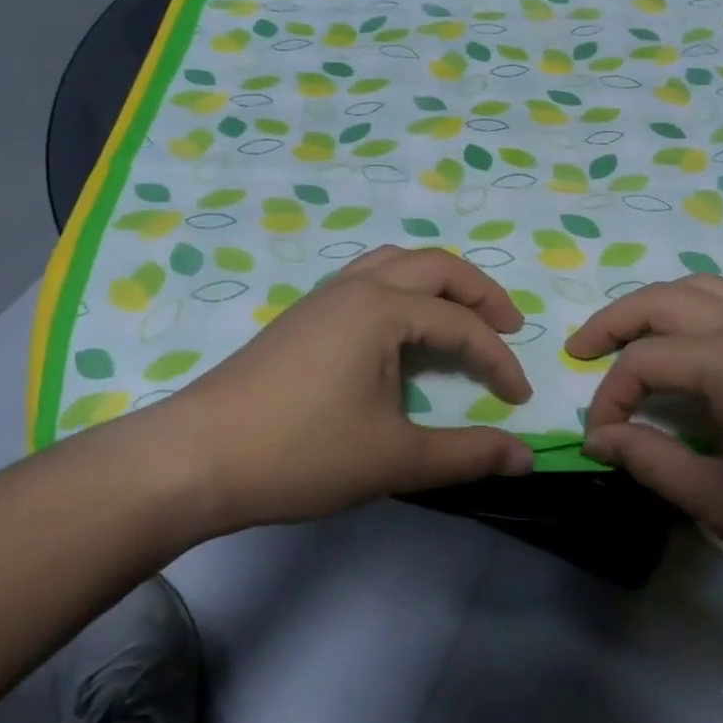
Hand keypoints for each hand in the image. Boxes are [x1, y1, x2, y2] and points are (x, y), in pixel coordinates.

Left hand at [171, 246, 534, 527]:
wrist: (195, 458)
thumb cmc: (301, 452)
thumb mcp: (394, 458)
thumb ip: (466, 454)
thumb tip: (526, 457)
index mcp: (382, 309)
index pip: (461, 324)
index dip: (499, 359)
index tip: (520, 400)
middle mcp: (356, 286)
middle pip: (435, 266)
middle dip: (480, 293)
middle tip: (509, 327)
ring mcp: (324, 297)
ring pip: (396, 264)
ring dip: (438, 284)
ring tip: (461, 318)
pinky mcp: (302, 316)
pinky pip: (368, 281)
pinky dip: (403, 292)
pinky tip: (401, 332)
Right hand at [566, 275, 722, 600]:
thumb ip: (654, 463)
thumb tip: (600, 439)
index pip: (643, 362)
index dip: (609, 399)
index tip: (600, 442)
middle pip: (663, 299)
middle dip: (614, 321)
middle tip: (581, 351)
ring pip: (702, 288)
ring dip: (656, 305)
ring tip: (630, 337)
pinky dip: (699, 308)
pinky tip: (697, 342)